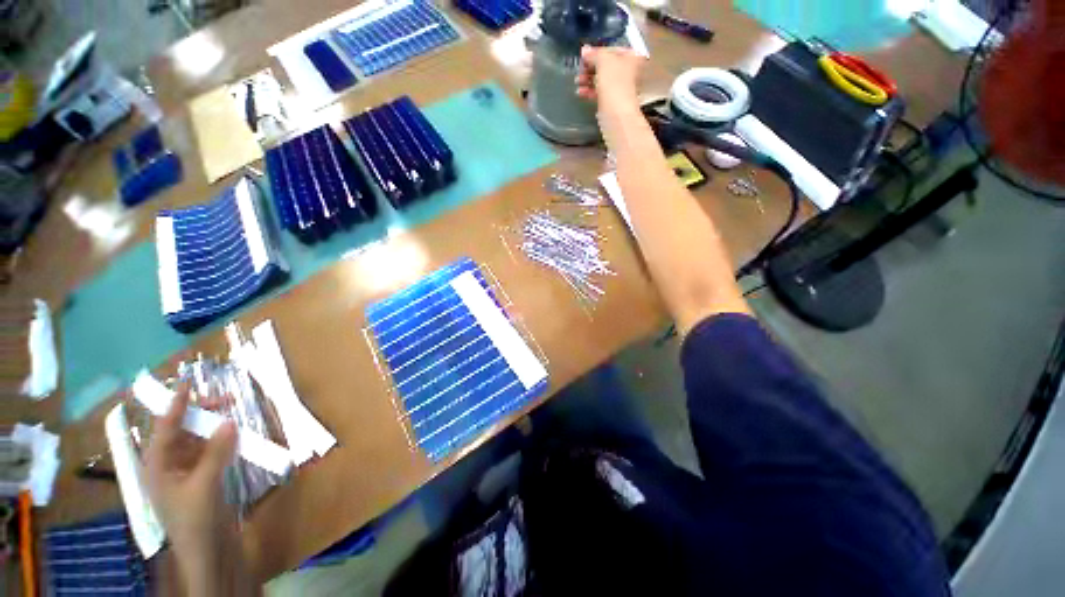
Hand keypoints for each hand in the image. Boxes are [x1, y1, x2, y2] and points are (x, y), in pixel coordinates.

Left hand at [144, 386, 252, 594]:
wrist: (207, 551)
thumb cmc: (194, 519)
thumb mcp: (204, 486)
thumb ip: (216, 453)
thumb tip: (229, 422)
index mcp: (157, 466)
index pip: (164, 428)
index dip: (175, 405)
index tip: (187, 383)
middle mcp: (168, 465)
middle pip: (181, 431)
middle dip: (200, 414)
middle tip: (225, 400)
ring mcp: (185, 472)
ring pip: (197, 440)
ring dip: (213, 427)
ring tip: (232, 414)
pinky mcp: (202, 478)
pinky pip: (210, 452)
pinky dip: (222, 441)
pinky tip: (235, 436)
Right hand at [575, 46, 645, 112]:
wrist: (616, 114)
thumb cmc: (614, 83)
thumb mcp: (603, 60)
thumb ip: (594, 53)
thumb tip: (585, 50)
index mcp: (632, 57)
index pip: (612, 49)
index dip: (597, 51)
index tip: (585, 56)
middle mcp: (629, 71)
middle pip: (607, 65)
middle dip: (591, 67)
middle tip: (580, 69)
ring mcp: (621, 88)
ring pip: (602, 80)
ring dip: (588, 79)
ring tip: (577, 81)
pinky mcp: (612, 102)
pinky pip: (600, 93)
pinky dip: (590, 91)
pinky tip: (581, 92)